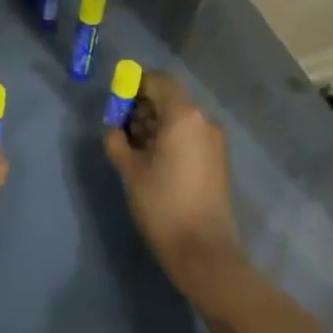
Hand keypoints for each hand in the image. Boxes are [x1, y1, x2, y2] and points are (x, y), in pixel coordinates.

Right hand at [104, 71, 243, 306]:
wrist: (203, 251)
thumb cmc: (162, 205)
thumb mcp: (130, 169)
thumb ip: (117, 140)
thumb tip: (114, 127)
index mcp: (183, 116)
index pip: (158, 80)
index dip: (134, 85)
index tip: (115, 103)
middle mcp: (204, 121)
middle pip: (169, 97)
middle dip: (142, 106)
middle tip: (119, 127)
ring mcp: (215, 141)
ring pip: (179, 117)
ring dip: (155, 123)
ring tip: (133, 147)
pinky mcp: (218, 160)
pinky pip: (190, 135)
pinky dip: (170, 137)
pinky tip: (153, 160)